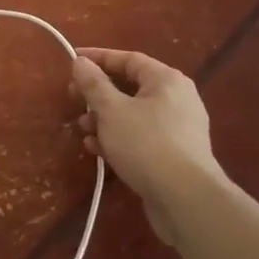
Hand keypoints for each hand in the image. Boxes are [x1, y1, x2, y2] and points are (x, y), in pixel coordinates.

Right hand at [71, 48, 228, 246]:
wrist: (185, 200)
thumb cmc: (146, 144)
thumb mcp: (111, 110)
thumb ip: (93, 83)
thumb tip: (81, 62)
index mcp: (166, 80)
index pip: (128, 59)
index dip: (98, 58)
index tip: (73, 61)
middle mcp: (177, 99)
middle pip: (130, 87)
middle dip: (98, 94)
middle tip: (73, 98)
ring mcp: (177, 129)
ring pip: (133, 114)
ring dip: (104, 119)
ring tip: (83, 130)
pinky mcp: (174, 156)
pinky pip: (140, 137)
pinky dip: (118, 138)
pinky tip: (97, 150)